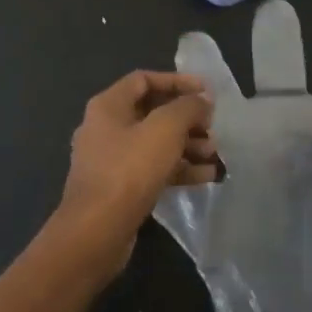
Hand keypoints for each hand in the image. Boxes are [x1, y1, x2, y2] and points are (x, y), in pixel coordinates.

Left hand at [51, 71, 215, 283]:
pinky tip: (207, 176)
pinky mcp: (120, 188)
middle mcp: (106, 128)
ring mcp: (111, 160)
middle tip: (212, 128)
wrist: (96, 231)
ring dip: (188, 145)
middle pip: (153, 113)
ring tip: (215, 154)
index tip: (206, 92)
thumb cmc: (129, 170)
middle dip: (187, 119)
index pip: (144, 80)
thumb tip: (201, 101)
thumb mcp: (165, 129)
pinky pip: (153, 169)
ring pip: (155, 143)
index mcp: (108, 106)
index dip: (177, 82)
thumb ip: (188, 108)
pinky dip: (179, 169)